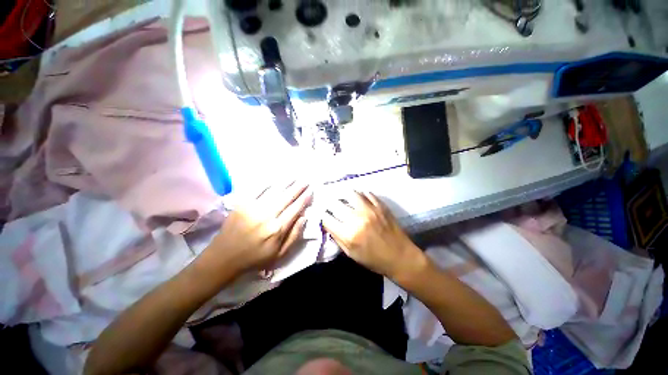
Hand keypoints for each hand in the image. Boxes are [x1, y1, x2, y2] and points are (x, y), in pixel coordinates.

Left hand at [203, 180, 310, 277]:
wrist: (224, 257)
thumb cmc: (255, 258)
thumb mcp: (280, 254)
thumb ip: (294, 235)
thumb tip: (304, 217)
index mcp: (277, 229)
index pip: (295, 209)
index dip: (304, 199)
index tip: (310, 191)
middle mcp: (267, 216)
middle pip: (287, 197)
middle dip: (298, 188)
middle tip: (306, 180)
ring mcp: (253, 208)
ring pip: (274, 191)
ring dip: (286, 182)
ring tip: (295, 176)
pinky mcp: (242, 204)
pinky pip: (257, 190)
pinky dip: (268, 183)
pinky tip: (275, 178)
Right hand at [322, 191, 425, 279]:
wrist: (400, 256)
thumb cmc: (374, 259)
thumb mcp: (351, 253)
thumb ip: (337, 237)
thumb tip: (328, 223)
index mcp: (348, 234)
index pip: (326, 217)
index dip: (323, 216)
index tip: (325, 215)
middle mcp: (357, 218)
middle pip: (335, 203)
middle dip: (330, 205)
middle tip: (332, 206)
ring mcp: (370, 209)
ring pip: (350, 193)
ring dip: (345, 196)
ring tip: (345, 200)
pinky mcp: (380, 205)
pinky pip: (366, 193)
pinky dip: (360, 196)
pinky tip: (359, 200)